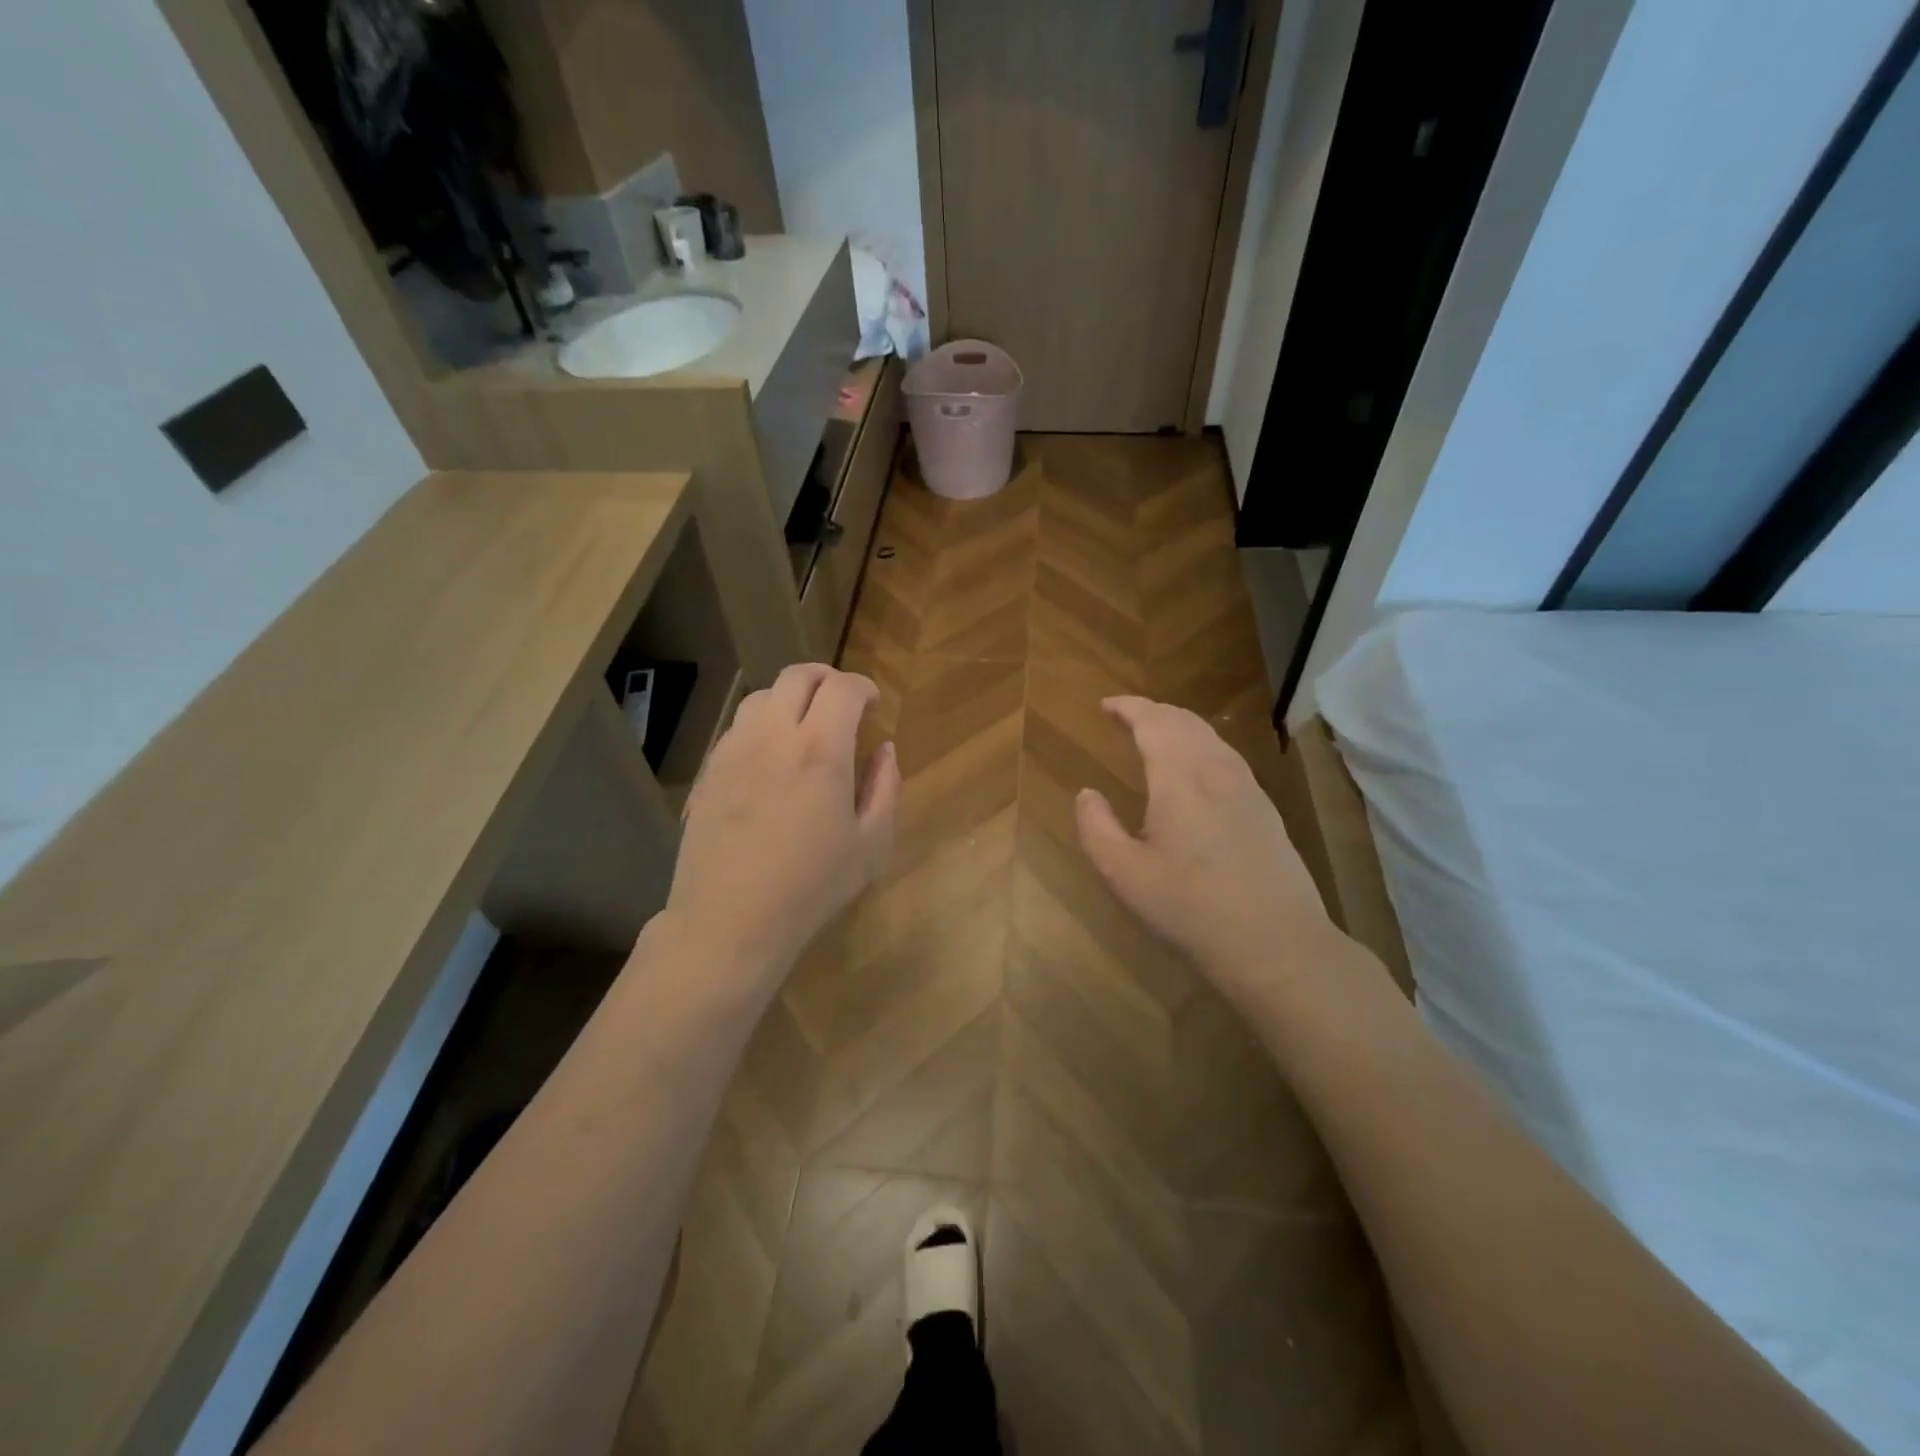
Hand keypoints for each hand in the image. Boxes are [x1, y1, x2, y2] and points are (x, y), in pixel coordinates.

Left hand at [666, 664, 898, 979]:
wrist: (730, 920)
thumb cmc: (811, 887)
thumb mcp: (870, 844)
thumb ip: (885, 787)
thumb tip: (884, 749)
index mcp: (821, 750)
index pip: (843, 689)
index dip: (864, 687)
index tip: (873, 705)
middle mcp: (773, 736)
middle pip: (798, 676)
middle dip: (827, 678)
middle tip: (843, 703)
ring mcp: (734, 750)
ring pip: (762, 696)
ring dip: (790, 698)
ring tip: (804, 725)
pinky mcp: (709, 770)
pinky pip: (738, 727)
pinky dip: (762, 724)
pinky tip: (771, 757)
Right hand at [1074, 696, 1333, 999]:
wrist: (1277, 945)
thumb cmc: (1191, 908)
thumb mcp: (1124, 874)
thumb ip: (1096, 827)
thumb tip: (1087, 794)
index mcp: (1180, 777)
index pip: (1153, 721)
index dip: (1128, 707)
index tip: (1105, 705)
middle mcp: (1216, 770)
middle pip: (1184, 721)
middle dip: (1152, 712)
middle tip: (1126, 717)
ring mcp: (1247, 788)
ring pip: (1210, 737)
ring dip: (1178, 727)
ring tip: (1155, 737)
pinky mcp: (1265, 810)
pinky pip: (1226, 757)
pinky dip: (1200, 746)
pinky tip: (1193, 772)